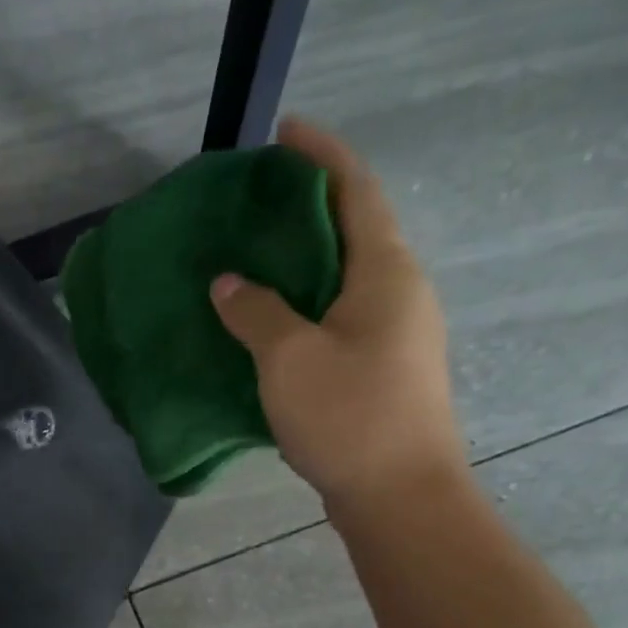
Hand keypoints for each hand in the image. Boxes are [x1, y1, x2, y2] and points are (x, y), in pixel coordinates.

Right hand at [211, 117, 467, 517]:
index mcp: (384, 271)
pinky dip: (303, 304)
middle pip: (351, 230)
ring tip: (251, 258)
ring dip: (301, 261)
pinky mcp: (381, 368)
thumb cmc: (349, 416)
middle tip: (252, 203)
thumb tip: (228, 281)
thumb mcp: (289, 357)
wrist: (399, 496)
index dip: (320, 155)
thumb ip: (255, 311)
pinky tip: (267, 320)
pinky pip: (338, 316)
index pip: (354, 190)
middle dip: (305, 208)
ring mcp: (395, 332)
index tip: (284, 132)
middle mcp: (399, 291)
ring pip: (343, 277)